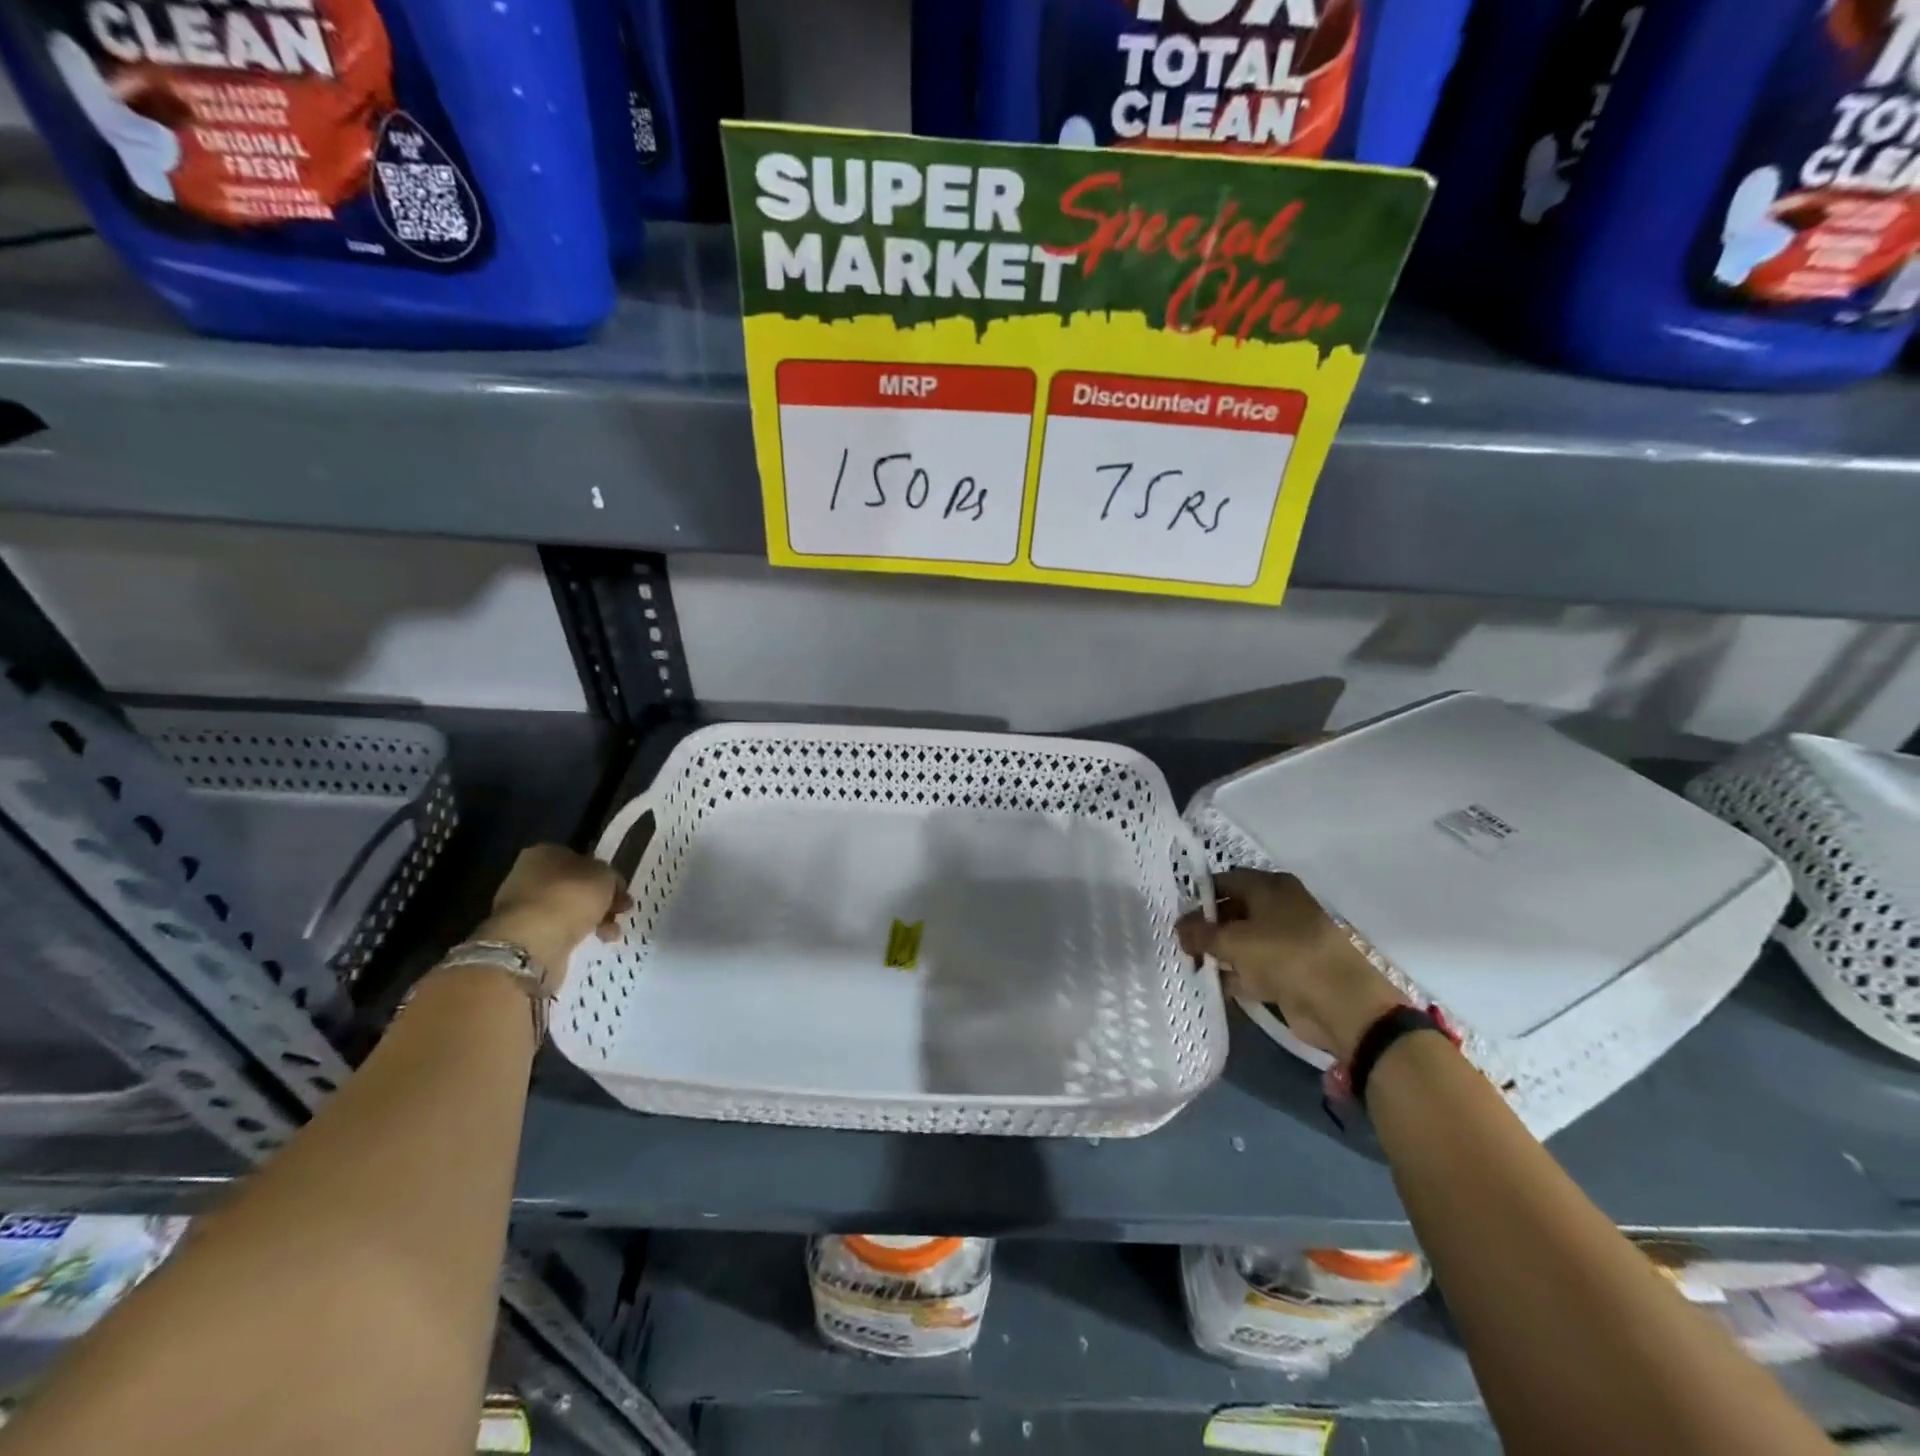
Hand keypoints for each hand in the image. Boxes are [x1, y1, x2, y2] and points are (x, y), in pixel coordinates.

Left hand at [479, 844, 629, 991]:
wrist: (532, 941)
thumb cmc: (571, 896)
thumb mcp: (606, 876)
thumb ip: (609, 876)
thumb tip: (607, 883)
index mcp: (546, 852)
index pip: (583, 860)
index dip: (607, 876)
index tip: (622, 892)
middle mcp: (529, 874)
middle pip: (575, 885)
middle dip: (600, 900)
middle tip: (621, 912)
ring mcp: (523, 905)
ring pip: (568, 908)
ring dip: (592, 919)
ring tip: (610, 934)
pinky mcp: (522, 933)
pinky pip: (558, 928)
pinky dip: (575, 933)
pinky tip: (592, 941)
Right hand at [1178, 869, 1402, 1061]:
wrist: (1341, 1004)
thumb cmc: (1284, 956)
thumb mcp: (1233, 941)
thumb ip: (1201, 933)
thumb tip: (1179, 929)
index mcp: (1271, 887)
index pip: (1225, 880)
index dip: (1199, 896)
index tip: (1178, 915)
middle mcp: (1280, 907)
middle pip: (1233, 910)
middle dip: (1207, 927)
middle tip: (1181, 943)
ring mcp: (1287, 940)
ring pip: (1243, 940)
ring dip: (1219, 952)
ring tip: (1191, 964)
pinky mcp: (1291, 970)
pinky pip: (1254, 967)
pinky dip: (1236, 974)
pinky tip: (1213, 984)